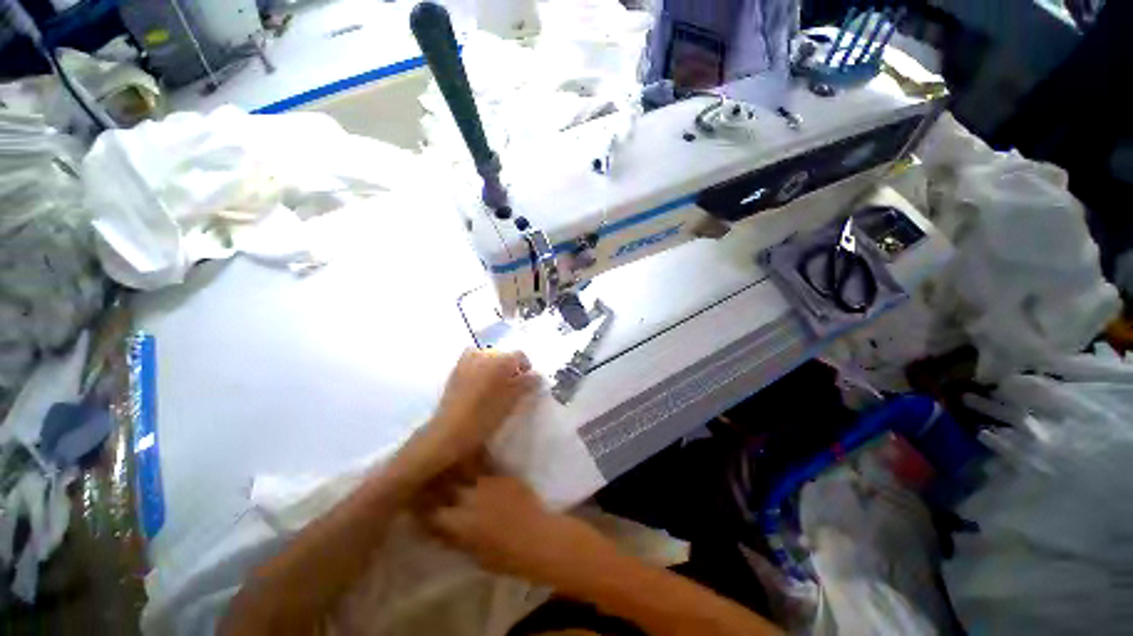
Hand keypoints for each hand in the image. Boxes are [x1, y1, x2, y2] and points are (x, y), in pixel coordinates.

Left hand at [393, 349, 538, 484]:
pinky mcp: (456, 370)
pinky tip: (480, 383)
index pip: (519, 355)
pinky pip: (473, 360)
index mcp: (499, 360)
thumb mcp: (511, 401)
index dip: (526, 366)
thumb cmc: (484, 416)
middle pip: (504, 355)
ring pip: (488, 357)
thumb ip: (526, 384)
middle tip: (513, 385)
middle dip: (511, 367)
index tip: (528, 381)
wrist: (449, 432)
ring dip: (495, 366)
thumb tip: (538, 375)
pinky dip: (480, 366)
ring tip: (496, 384)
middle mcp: (483, 354)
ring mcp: (467, 361)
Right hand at [418, 473, 601, 584]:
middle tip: (426, 472)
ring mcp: (487, 483)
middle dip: (432, 478)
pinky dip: (475, 461)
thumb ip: (453, 537)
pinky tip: (471, 453)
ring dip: (453, 465)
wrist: (538, 537)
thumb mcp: (473, 554)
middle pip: (444, 484)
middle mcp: (470, 498)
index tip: (412, 497)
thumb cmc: (505, 556)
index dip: (418, 505)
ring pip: (464, 468)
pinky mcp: (502, 475)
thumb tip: (438, 526)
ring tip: (446, 457)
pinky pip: (484, 465)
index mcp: (460, 523)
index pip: (429, 511)